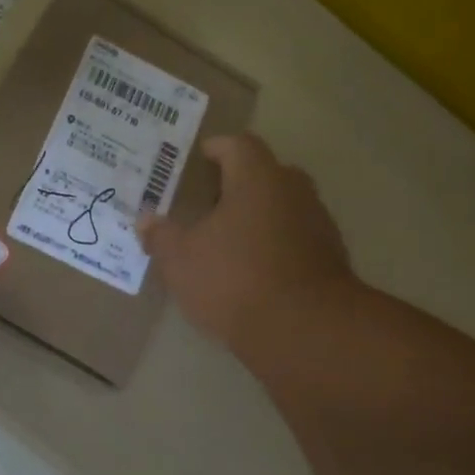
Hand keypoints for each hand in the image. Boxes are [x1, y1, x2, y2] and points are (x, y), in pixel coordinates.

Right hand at [137, 134, 355, 359]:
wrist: (303, 329)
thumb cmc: (233, 279)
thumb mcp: (180, 260)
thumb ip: (161, 236)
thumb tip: (146, 221)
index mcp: (257, 178)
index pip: (238, 145)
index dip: (216, 148)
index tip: (199, 158)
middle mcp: (293, 191)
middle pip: (265, 174)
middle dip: (237, 184)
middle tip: (208, 201)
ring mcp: (317, 224)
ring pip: (282, 207)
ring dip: (257, 217)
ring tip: (227, 239)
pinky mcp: (329, 259)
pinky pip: (295, 239)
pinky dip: (274, 246)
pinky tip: (252, 270)